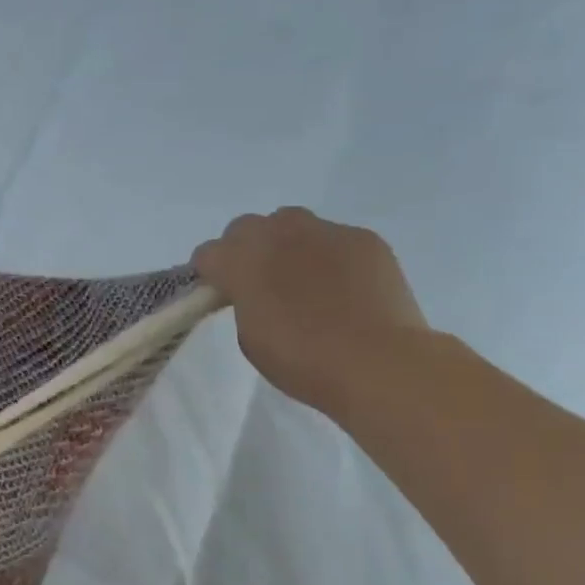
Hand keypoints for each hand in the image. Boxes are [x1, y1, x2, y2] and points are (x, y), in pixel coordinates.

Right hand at [192, 208, 429, 413]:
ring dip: (285, 242)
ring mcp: (324, 232)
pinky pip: (334, 237)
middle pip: (246, 226)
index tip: (218, 292)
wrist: (376, 362)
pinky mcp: (363, 238)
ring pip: (290, 222)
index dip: (209, 273)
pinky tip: (342, 285)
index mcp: (241, 262)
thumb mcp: (250, 337)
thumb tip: (251, 291)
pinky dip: (328, 254)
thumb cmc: (302, 360)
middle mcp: (277, 234)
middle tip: (257, 281)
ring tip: (300, 276)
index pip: (207, 253)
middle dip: (244, 248)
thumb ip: (242, 301)